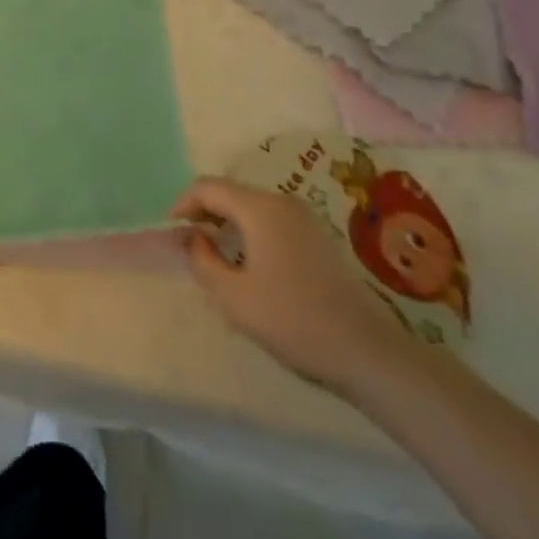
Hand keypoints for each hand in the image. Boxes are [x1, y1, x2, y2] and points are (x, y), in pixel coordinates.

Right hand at [175, 178, 416, 392]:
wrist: (367, 351)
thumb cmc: (293, 321)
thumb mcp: (234, 297)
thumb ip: (202, 260)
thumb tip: (190, 237)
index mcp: (258, 208)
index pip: (207, 187)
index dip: (183, 204)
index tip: (172, 232)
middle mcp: (281, 201)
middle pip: (230, 192)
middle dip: (204, 212)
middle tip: (189, 243)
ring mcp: (303, 217)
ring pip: (251, 205)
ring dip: (227, 221)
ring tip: (215, 254)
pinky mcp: (317, 235)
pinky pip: (271, 218)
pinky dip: (250, 229)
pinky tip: (249, 262)